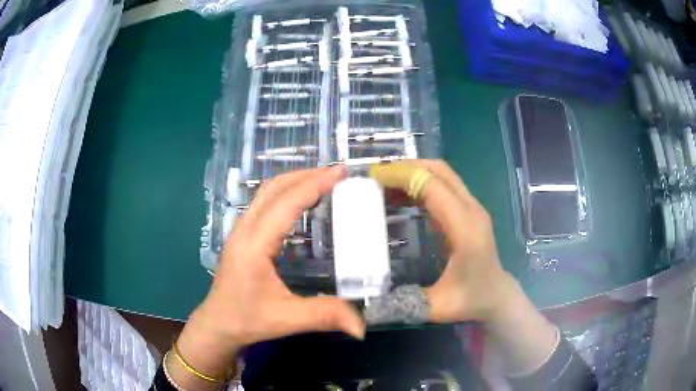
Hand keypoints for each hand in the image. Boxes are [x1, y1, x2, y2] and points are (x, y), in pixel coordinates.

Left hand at [172, 167, 364, 387]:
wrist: (218, 323)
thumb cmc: (247, 319)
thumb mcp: (286, 319)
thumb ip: (324, 316)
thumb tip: (362, 327)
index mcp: (255, 244)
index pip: (286, 203)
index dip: (315, 184)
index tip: (341, 172)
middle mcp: (245, 229)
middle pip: (274, 187)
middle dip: (307, 175)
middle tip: (338, 173)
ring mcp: (241, 229)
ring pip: (267, 191)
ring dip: (295, 180)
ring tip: (324, 180)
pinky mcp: (242, 234)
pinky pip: (265, 201)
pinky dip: (286, 191)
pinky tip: (302, 201)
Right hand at [371, 160, 518, 323]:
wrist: (497, 296)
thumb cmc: (470, 300)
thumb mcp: (436, 308)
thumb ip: (402, 303)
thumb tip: (367, 300)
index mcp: (465, 229)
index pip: (433, 187)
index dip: (403, 177)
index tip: (374, 178)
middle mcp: (471, 210)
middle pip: (439, 171)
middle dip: (406, 167)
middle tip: (376, 177)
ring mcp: (472, 208)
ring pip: (442, 174)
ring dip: (413, 173)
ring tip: (383, 184)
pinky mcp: (468, 211)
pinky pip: (443, 186)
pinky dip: (421, 184)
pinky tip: (401, 197)